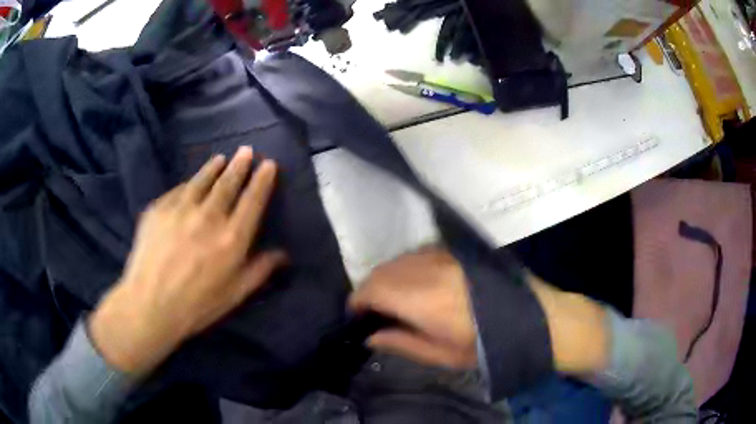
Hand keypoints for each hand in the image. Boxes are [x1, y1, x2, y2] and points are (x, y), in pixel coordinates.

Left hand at [90, 147, 286, 376]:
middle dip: (240, 165)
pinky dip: (189, 184)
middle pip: (228, 183)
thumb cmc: (196, 306)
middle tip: (246, 150)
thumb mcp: (234, 295)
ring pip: (202, 180)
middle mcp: (208, 217)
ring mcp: (180, 209)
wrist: (149, 305)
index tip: (268, 164)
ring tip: (221, 158)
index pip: (252, 201)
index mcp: (231, 239)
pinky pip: (178, 190)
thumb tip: (283, 254)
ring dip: (214, 166)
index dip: (262, 180)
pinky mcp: (159, 209)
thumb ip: (259, 271)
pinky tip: (190, 183)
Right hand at [349, 247, 610, 376]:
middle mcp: (429, 270)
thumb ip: (401, 343)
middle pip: (382, 270)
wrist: (531, 317)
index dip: (357, 301)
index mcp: (424, 300)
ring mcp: (444, 256)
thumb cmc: (487, 345)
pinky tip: (415, 284)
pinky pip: (418, 254)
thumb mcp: (441, 355)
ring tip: (392, 299)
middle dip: (369, 289)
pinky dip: (406, 267)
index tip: (355, 315)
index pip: (373, 289)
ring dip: (387, 277)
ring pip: (399, 259)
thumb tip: (370, 337)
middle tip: (372, 310)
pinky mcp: (456, 251)